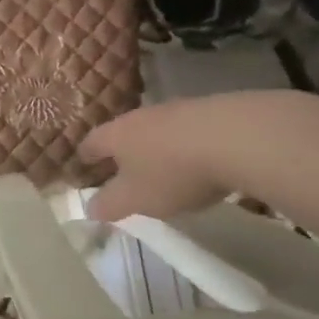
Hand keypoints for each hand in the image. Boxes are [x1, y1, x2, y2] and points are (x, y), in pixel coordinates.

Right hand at [79, 100, 239, 222]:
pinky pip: (186, 132)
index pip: (91, 143)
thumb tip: (89, 208)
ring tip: (162, 169)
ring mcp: (176, 110)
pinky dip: (184, 146)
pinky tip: (197, 162)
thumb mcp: (135, 199)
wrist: (235, 138)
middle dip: (121, 152)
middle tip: (122, 171)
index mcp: (117, 135)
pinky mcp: (209, 112)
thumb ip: (109, 204)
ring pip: (156, 131)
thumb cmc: (172, 172)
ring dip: (155, 149)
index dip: (85, 157)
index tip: (82, 167)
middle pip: (123, 133)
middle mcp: (141, 117)